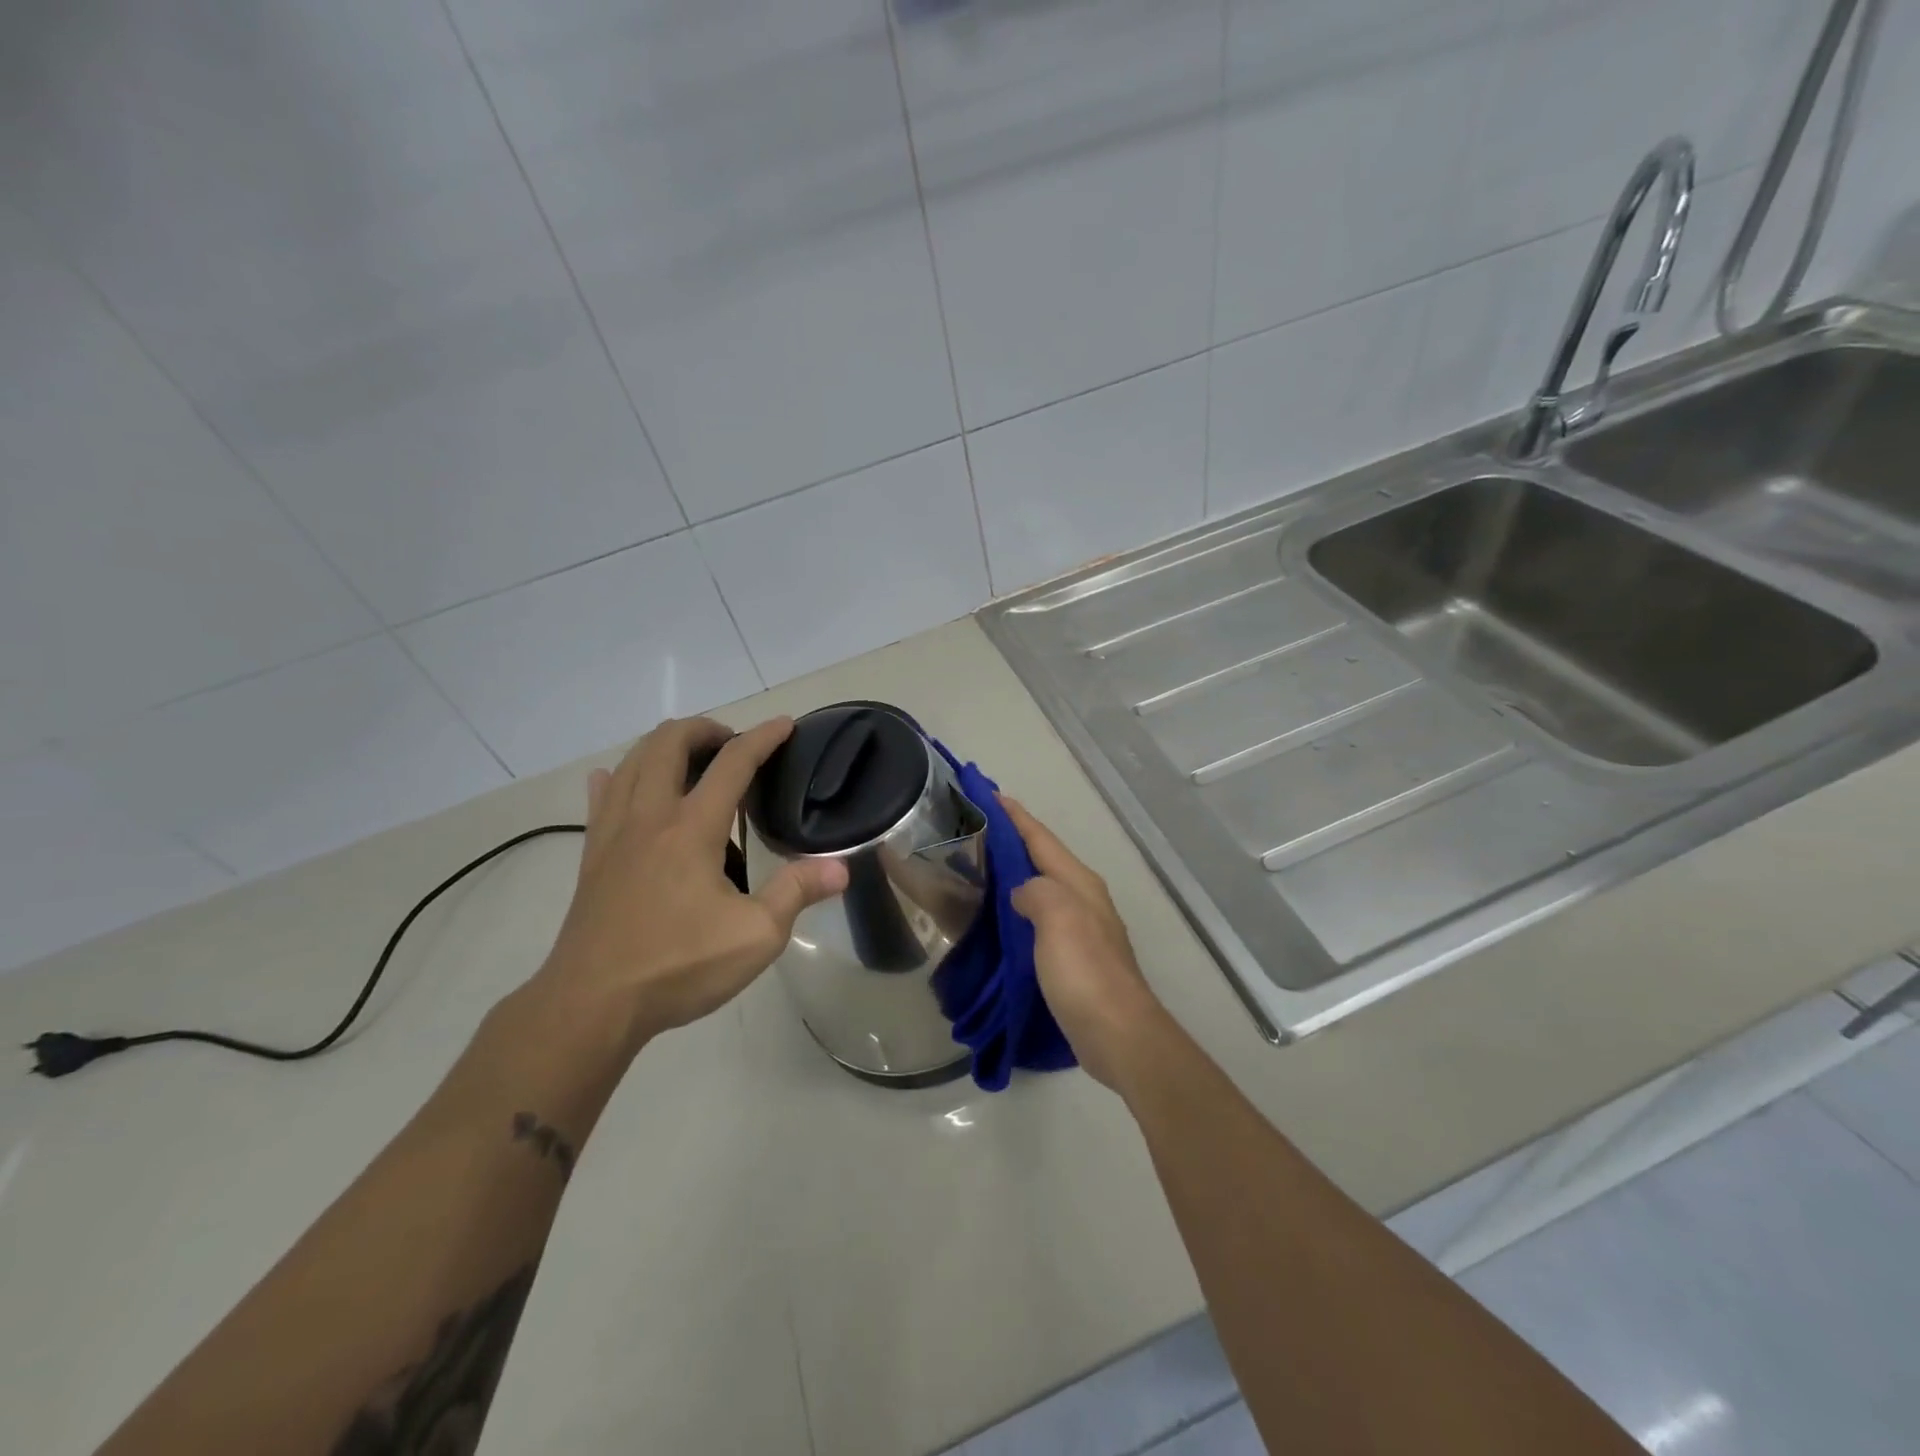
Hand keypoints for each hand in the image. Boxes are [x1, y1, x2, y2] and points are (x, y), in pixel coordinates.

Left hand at [536, 717, 847, 1049]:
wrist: (591, 1005)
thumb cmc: (678, 967)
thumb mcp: (755, 936)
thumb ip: (797, 893)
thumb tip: (841, 868)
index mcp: (691, 828)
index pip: (733, 763)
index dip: (763, 738)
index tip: (785, 725)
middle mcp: (649, 816)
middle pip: (669, 743)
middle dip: (705, 728)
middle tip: (733, 744)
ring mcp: (613, 833)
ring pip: (632, 762)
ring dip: (664, 745)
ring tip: (691, 759)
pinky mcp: (592, 856)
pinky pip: (601, 797)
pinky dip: (617, 777)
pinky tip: (618, 780)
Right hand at [1001, 796, 1170, 1090]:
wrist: (1117, 1033)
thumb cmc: (1085, 971)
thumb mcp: (1057, 917)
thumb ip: (1035, 891)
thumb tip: (1020, 893)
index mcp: (1079, 883)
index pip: (1041, 838)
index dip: (1016, 815)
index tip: (988, 792)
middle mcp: (1083, 899)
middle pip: (1042, 859)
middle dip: (1013, 841)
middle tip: (975, 828)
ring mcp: (1081, 929)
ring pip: (1041, 888)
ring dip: (1014, 875)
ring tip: (979, 868)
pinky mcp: (1074, 958)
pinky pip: (1038, 919)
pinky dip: (1017, 909)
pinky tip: (997, 919)